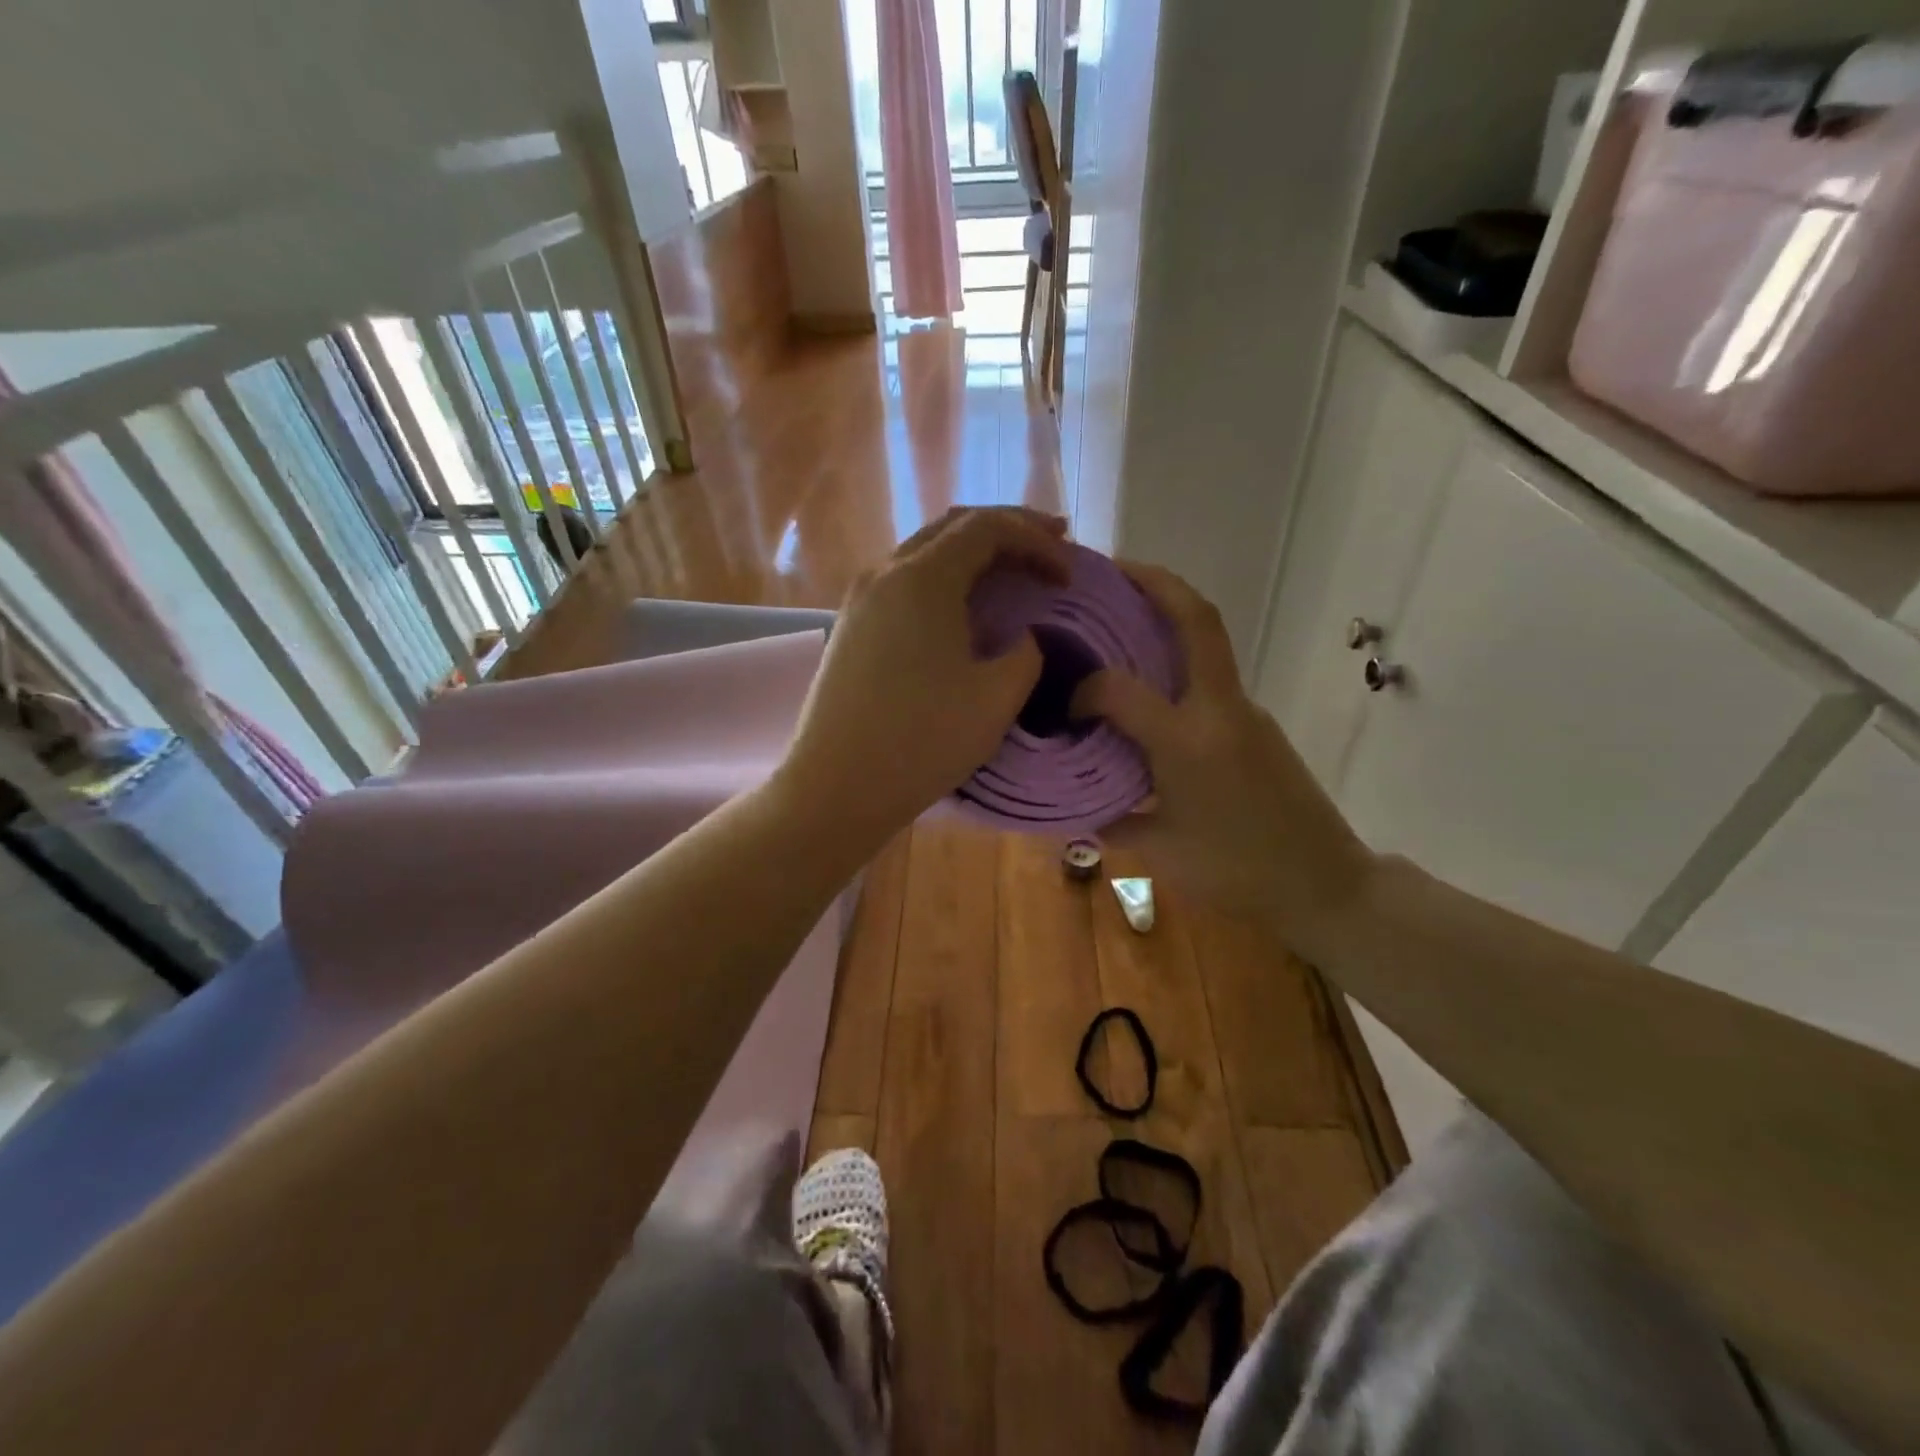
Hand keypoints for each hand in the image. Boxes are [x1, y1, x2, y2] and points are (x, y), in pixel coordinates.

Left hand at [781, 506, 1068, 841]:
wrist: (836, 787)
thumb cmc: (921, 741)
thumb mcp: (996, 698)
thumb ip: (1026, 654)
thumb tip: (1025, 637)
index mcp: (922, 578)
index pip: (987, 527)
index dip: (1037, 541)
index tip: (1068, 575)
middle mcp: (884, 572)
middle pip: (953, 526)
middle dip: (1008, 530)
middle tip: (1052, 544)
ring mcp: (860, 599)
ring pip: (926, 551)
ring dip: (974, 554)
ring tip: (1014, 570)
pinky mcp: (852, 627)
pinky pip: (905, 582)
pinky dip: (946, 579)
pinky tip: (965, 606)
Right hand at [1070, 563, 1374, 957]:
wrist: (1327, 884)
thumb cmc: (1237, 872)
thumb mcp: (1161, 853)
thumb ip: (1110, 823)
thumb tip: (1072, 812)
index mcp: (1187, 741)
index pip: (1120, 689)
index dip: (1085, 688)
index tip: (1067, 705)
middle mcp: (1219, 710)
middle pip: (1196, 619)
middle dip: (1154, 581)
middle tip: (1110, 568)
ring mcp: (1246, 711)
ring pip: (1208, 641)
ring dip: (1169, 614)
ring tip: (1123, 614)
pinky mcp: (1257, 722)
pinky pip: (1211, 676)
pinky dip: (1179, 660)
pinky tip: (1153, 688)